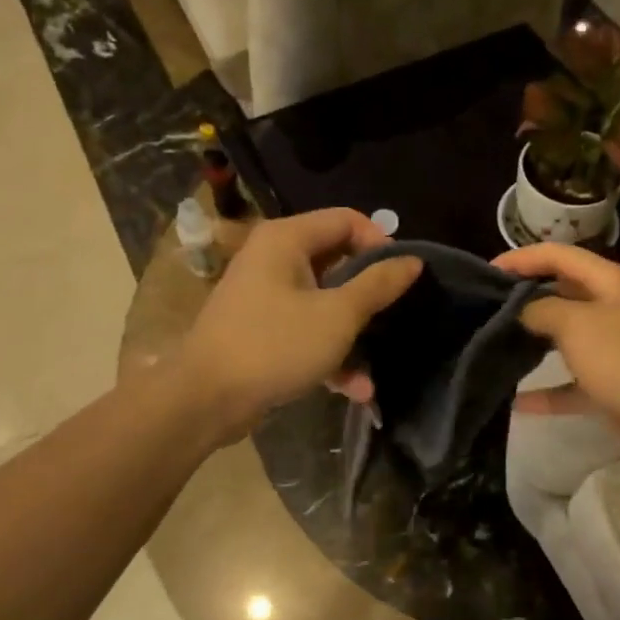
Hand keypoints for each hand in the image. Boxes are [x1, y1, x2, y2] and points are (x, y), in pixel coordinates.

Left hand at [179, 210, 419, 442]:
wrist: (206, 400)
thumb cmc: (276, 345)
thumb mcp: (338, 315)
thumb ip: (378, 285)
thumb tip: (413, 261)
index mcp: (287, 239)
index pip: (346, 220)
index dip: (380, 243)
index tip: (402, 278)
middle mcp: (273, 258)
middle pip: (337, 261)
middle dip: (369, 294)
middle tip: (395, 315)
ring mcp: (266, 296)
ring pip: (324, 302)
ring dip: (353, 334)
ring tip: (376, 367)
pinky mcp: (263, 329)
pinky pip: (306, 329)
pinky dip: (330, 353)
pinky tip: (355, 389)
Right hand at [494, 243, 619, 464]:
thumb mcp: (578, 325)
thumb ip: (543, 310)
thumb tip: (524, 310)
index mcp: (613, 282)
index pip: (560, 256)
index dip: (522, 258)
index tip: (486, 271)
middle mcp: (617, 309)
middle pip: (564, 294)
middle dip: (526, 299)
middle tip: (485, 310)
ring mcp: (618, 349)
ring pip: (568, 339)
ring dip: (535, 344)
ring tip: (495, 347)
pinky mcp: (615, 387)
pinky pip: (574, 384)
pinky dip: (548, 391)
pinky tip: (516, 402)